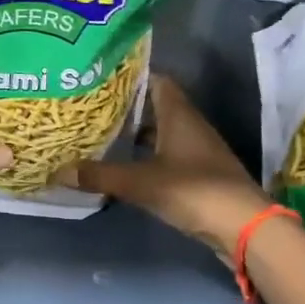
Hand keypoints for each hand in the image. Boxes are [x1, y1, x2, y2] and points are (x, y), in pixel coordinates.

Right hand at [53, 75, 270, 256]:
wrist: (245, 227)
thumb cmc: (194, 190)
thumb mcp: (141, 183)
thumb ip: (101, 175)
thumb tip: (59, 170)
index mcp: (178, 114)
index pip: (155, 79)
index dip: (129, 76)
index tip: (99, 76)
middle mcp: (189, 125)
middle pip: (154, 106)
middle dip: (125, 106)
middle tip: (90, 106)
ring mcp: (196, 151)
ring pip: (160, 132)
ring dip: (135, 133)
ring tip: (100, 134)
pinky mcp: (198, 174)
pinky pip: (166, 156)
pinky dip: (146, 157)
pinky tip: (124, 166)